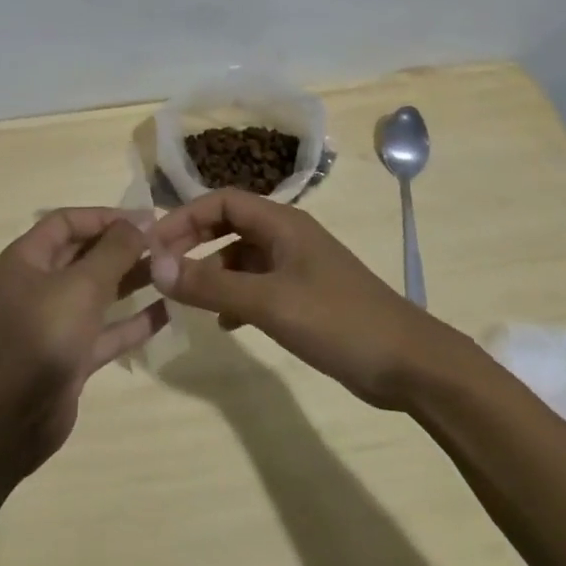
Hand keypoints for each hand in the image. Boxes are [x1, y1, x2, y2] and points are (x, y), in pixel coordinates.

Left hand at [0, 210, 168, 476]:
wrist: (6, 422)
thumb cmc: (41, 337)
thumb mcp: (80, 286)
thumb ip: (113, 251)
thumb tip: (139, 221)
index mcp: (29, 258)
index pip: (68, 221)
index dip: (106, 216)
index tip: (147, 219)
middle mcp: (40, 285)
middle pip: (85, 254)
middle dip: (123, 247)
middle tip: (168, 245)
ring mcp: (55, 323)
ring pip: (98, 292)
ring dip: (131, 280)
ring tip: (172, 271)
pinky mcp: (70, 357)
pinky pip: (106, 331)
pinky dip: (132, 322)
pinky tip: (166, 313)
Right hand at [148, 189, 457, 409]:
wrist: (410, 365)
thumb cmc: (339, 322)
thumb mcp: (269, 302)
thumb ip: (211, 284)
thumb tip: (156, 266)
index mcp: (282, 223)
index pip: (221, 201)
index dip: (184, 217)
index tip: (154, 246)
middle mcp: (288, 236)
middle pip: (229, 224)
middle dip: (194, 241)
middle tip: (163, 269)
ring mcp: (299, 266)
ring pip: (242, 256)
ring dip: (213, 270)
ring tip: (187, 298)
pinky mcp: (306, 295)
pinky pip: (258, 284)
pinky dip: (235, 295)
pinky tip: (225, 322)